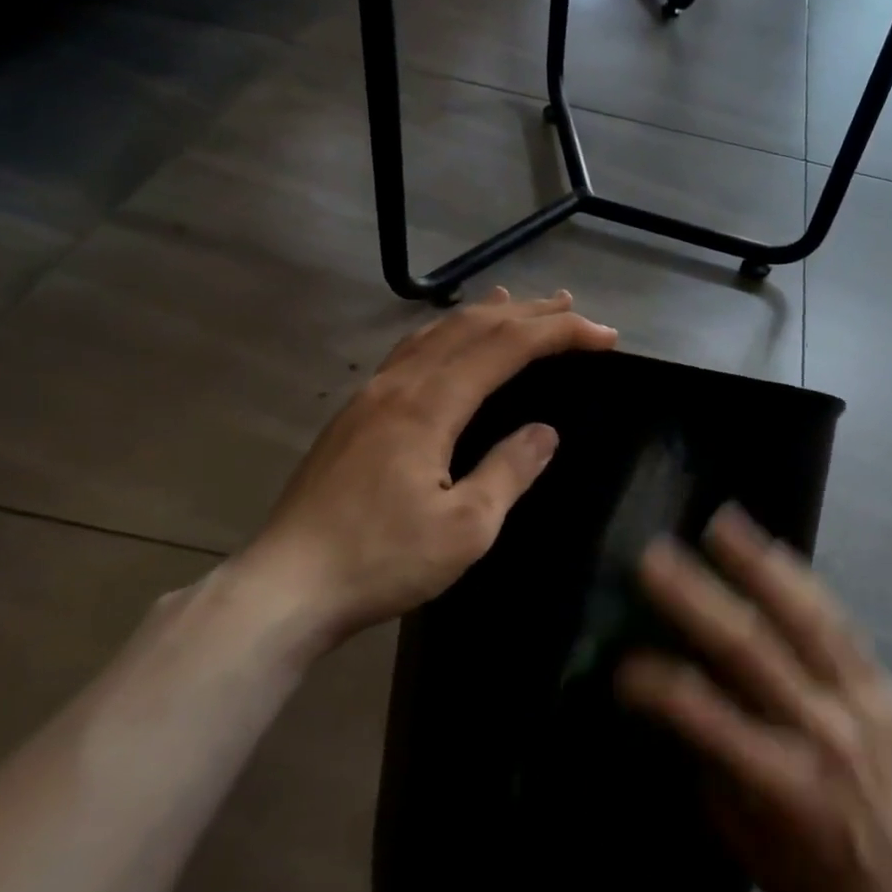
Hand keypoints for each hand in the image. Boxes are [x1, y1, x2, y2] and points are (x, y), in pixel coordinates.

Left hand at [231, 289, 617, 656]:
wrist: (286, 587)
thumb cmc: (381, 561)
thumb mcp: (466, 528)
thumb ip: (509, 471)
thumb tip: (545, 432)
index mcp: (428, 406)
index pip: (506, 347)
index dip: (559, 334)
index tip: (605, 337)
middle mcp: (398, 385)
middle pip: (471, 328)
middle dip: (527, 313)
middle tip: (570, 307)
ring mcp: (369, 397)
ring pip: (435, 334)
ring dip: (483, 316)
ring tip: (516, 304)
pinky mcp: (353, 416)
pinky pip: (411, 353)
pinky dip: (445, 335)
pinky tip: (448, 344)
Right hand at [619, 506, 891, 891]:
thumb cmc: (819, 886)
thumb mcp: (749, 848)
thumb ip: (715, 769)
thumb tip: (677, 703)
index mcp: (783, 787)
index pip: (708, 719)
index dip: (660, 685)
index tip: (623, 662)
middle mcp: (822, 731)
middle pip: (751, 651)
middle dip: (697, 599)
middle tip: (655, 557)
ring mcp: (859, 701)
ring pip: (804, 619)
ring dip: (757, 566)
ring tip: (722, 523)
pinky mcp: (882, 686)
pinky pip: (840, 623)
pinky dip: (804, 583)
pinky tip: (775, 551)